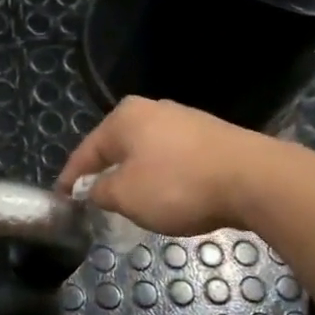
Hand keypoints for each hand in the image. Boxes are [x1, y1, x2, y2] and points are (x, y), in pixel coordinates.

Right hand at [57, 97, 277, 236]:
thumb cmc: (177, 185)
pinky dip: (162, 177)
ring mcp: (185, 121)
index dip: (70, 179)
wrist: (254, 180)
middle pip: (116, 148)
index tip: (61, 200)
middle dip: (104, 175)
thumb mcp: (125, 195)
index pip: (85, 152)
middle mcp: (152, 110)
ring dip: (134, 177)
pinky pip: (173, 159)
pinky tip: (167, 196)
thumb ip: (99, 192)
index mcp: (124, 118)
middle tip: (94, 203)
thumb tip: (91, 190)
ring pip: (146, 153)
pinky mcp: (211, 137)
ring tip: (129, 203)